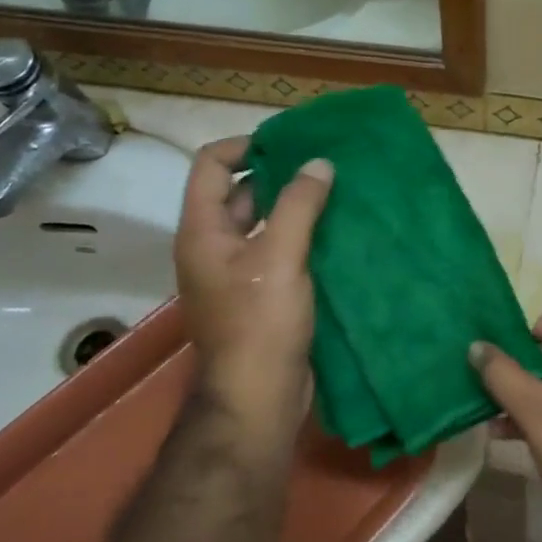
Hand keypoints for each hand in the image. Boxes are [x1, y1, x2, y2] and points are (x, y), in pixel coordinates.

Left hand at [174, 137, 332, 437]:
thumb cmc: (260, 323)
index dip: (245, 146)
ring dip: (295, 208)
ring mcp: (236, 274)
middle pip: (239, 193)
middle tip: (324, 165)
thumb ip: (299, 204)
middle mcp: (213, 247)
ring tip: (338, 194)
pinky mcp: (260, 296)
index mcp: (202, 231)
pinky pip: (279, 253)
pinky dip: (303, 238)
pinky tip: (337, 233)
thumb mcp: (280, 256)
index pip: (211, 165)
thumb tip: (319, 163)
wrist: (259, 397)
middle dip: (279, 175)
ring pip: (263, 224)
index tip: (290, 143)